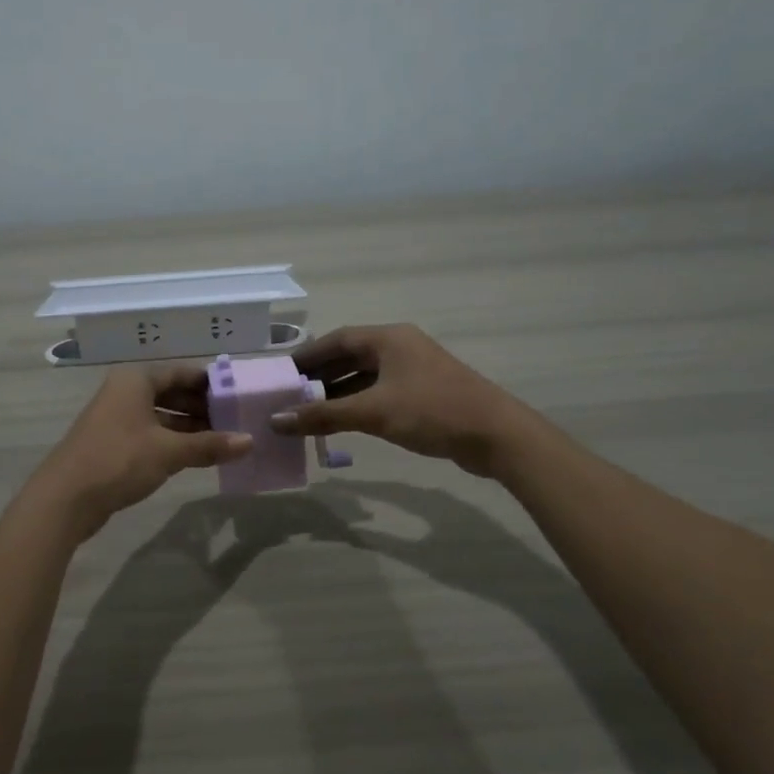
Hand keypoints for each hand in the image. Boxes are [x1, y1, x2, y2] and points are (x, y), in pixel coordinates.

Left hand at [28, 366, 252, 540]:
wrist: (64, 499)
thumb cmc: (119, 461)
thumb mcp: (169, 451)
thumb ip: (210, 445)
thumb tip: (249, 441)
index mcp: (135, 380)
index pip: (181, 372)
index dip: (210, 383)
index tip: (237, 395)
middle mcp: (124, 392)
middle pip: (171, 392)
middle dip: (202, 407)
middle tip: (235, 421)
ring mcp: (116, 418)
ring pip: (161, 415)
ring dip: (189, 427)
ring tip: (222, 440)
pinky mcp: (112, 443)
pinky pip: (150, 434)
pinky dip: (172, 441)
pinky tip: (195, 456)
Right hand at [270, 324, 524, 477]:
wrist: (496, 435)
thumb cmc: (432, 411)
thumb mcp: (374, 412)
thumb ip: (323, 415)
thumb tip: (276, 420)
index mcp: (389, 338)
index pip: (337, 339)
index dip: (308, 355)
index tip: (282, 373)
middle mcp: (400, 347)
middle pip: (350, 356)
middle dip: (320, 376)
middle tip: (290, 396)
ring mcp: (414, 370)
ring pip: (365, 376)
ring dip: (338, 392)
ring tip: (309, 412)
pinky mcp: (424, 393)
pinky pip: (381, 392)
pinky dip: (359, 404)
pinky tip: (343, 422)